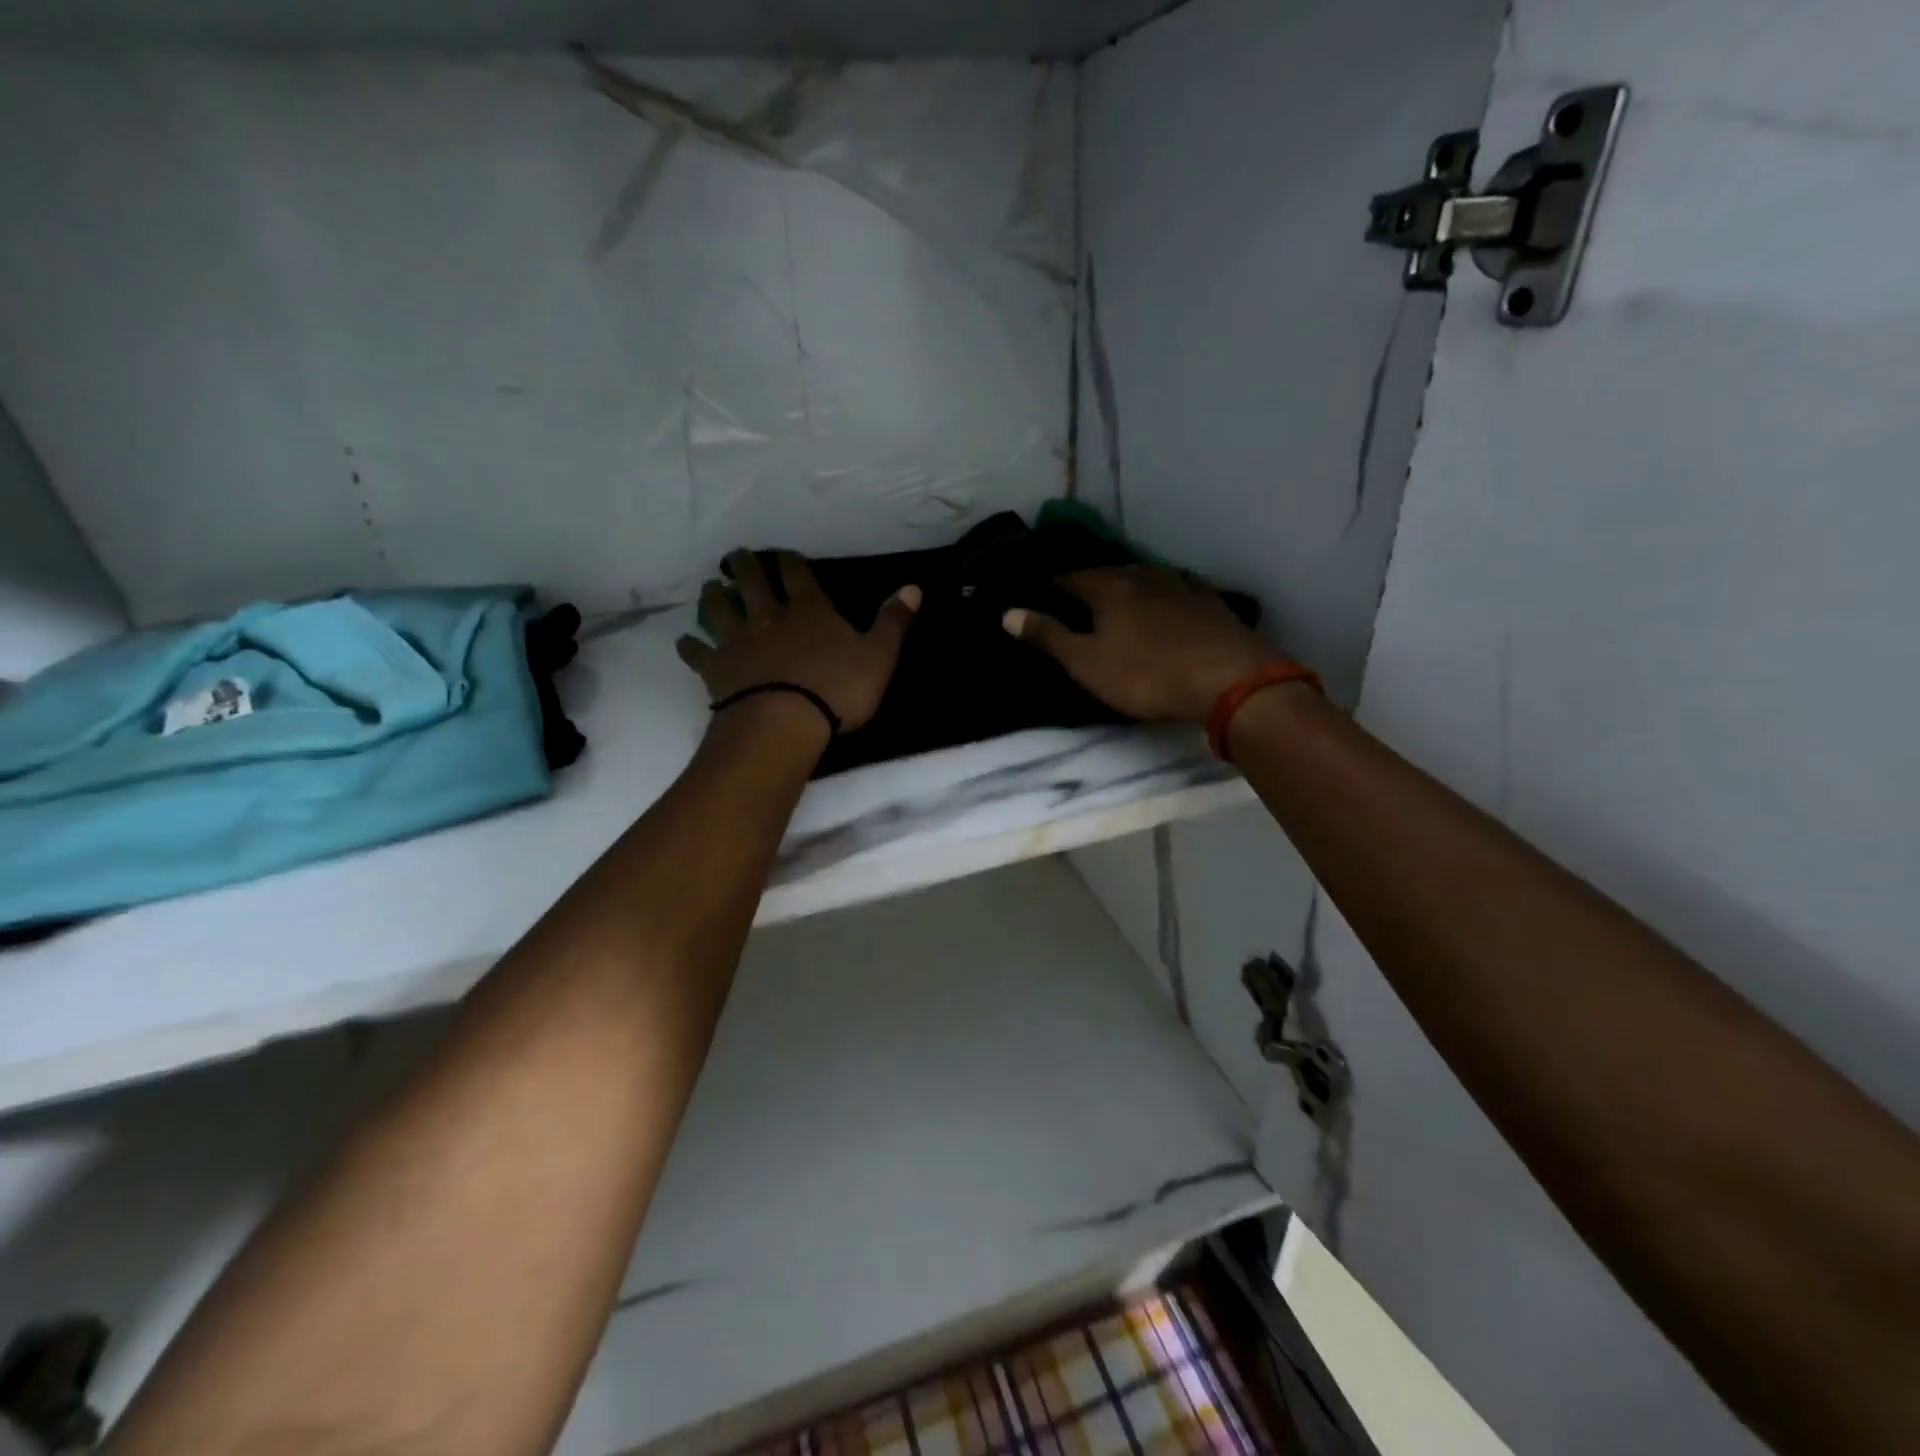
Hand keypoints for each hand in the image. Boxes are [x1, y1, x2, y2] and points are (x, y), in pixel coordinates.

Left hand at [676, 550, 919, 735]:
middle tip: (738, 556)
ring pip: (718, 606)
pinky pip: (696, 651)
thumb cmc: (836, 690)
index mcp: (809, 609)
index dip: (791, 560)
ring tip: (712, 588)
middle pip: (751, 579)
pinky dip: (690, 645)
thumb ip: (893, 622)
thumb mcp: (879, 657)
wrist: (783, 724)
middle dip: (745, 565)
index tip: (785, 555)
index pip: (797, 572)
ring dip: (714, 595)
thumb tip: (914, 587)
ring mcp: (737, 640)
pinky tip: (687, 642)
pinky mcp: (715, 667)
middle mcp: (768, 615)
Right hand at [1002, 566, 1288, 723]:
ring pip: (1147, 578)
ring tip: (1122, 599)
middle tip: (1079, 601)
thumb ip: (1047, 636)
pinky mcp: (1211, 603)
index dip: (1054, 587)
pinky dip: (1168, 594)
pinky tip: (1172, 600)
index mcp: (1109, 588)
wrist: (1228, 679)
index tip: (1043, 596)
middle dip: (1092, 584)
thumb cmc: (1146, 674)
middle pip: (1110, 574)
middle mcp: (1144, 577)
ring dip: (1130, 586)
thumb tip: (1007, 612)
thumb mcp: (1086, 662)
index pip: (1071, 578)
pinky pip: (1181, 590)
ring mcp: (1182, 586)